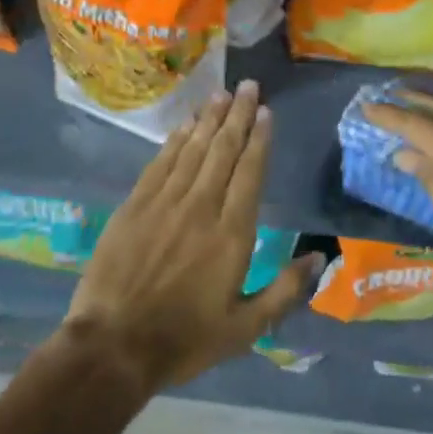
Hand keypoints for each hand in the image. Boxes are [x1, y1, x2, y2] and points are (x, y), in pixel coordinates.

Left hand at [63, 79, 322, 394]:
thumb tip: (320, 257)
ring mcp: (164, 203)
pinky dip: (175, 141)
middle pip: (223, 150)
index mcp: (232, 233)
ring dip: (208, 119)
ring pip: (192, 149)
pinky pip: (160, 163)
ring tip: (221, 94)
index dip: (258, 138)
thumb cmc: (184, 340)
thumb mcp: (245, 328)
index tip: (265, 111)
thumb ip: (285, 290)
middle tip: (247, 86)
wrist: (112, 347)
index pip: (250, 172)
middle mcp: (201, 207)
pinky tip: (185, 125)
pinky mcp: (134, 206)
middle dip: (237, 115)